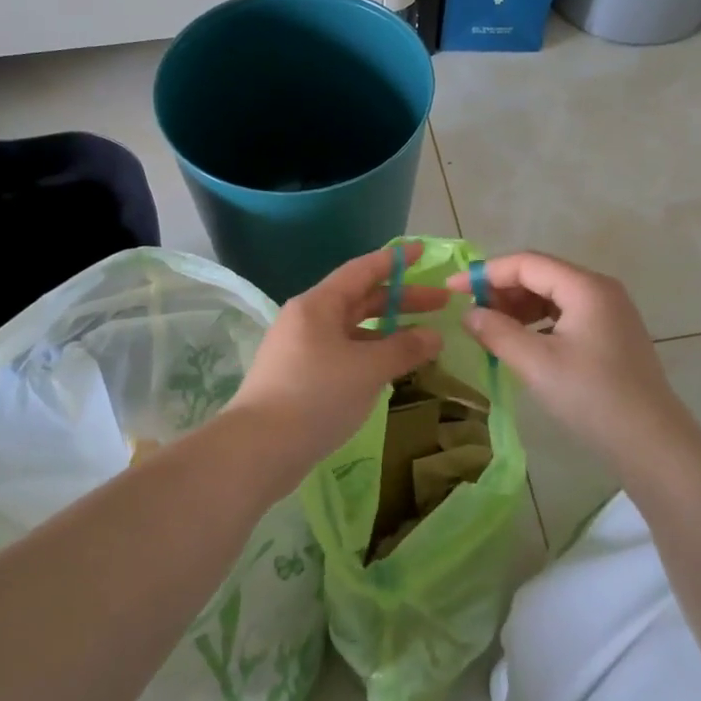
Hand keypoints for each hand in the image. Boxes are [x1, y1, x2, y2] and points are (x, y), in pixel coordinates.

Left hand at [222, 244, 446, 483]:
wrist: (259, 449)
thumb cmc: (316, 396)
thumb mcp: (367, 369)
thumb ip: (404, 349)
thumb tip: (434, 336)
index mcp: (318, 305)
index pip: (362, 270)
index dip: (393, 260)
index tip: (421, 252)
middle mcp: (307, 320)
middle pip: (359, 300)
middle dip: (400, 301)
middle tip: (440, 305)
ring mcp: (301, 349)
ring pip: (351, 331)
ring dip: (386, 333)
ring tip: (421, 343)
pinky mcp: (299, 378)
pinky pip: (342, 354)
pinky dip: (369, 356)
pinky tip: (389, 371)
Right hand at [448, 251, 696, 472]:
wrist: (653, 443)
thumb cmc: (592, 397)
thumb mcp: (536, 363)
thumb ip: (497, 332)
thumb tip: (469, 314)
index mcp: (586, 287)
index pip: (526, 263)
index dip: (485, 273)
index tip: (452, 290)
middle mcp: (600, 290)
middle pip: (541, 274)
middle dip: (502, 290)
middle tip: (471, 314)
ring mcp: (610, 312)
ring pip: (553, 295)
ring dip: (518, 307)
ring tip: (491, 329)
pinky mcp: (611, 335)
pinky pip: (566, 314)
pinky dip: (538, 322)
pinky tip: (522, 342)